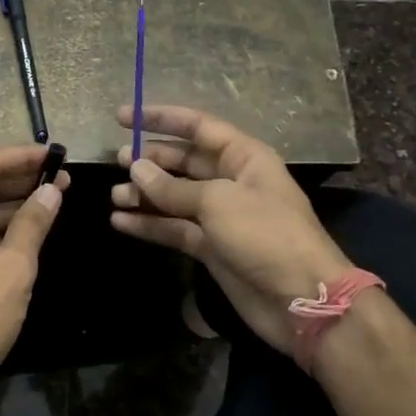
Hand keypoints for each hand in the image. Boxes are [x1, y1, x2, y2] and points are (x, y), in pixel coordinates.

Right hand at [109, 104, 350, 355]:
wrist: (300, 298)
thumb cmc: (266, 236)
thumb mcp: (218, 203)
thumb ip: (173, 187)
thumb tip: (136, 168)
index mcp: (243, 157)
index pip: (197, 126)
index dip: (160, 118)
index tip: (122, 117)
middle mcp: (231, 181)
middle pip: (184, 161)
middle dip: (151, 159)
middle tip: (117, 161)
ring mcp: (221, 216)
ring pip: (175, 197)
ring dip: (146, 194)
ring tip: (115, 196)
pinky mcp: (211, 247)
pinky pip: (175, 228)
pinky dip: (150, 225)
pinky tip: (121, 222)